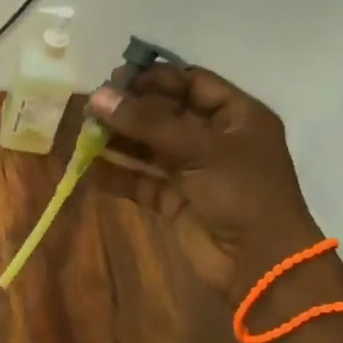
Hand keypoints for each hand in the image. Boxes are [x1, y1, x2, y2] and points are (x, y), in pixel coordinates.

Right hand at [87, 64, 322, 303]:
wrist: (259, 262)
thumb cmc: (242, 193)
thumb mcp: (200, 149)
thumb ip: (147, 123)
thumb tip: (97, 97)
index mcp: (236, 116)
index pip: (191, 83)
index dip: (154, 79)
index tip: (115, 80)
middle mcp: (214, 139)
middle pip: (165, 114)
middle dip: (129, 110)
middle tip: (91, 106)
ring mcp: (194, 171)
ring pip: (149, 147)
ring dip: (118, 140)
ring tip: (83, 133)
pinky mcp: (175, 200)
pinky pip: (141, 180)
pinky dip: (117, 174)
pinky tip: (87, 167)